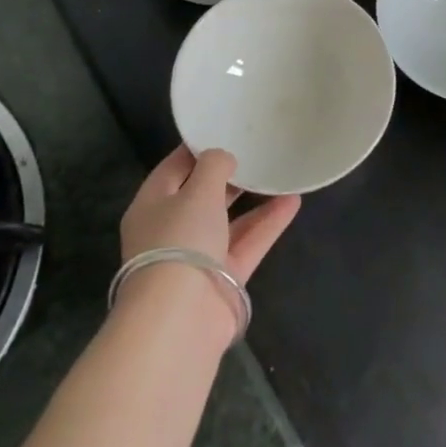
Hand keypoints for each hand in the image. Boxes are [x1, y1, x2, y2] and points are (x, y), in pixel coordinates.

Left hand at [120, 146, 300, 285]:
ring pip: (228, 219)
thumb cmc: (180, 240)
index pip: (175, 167)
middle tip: (257, 148)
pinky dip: (268, 222)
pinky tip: (293, 201)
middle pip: (201, 194)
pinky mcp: (223, 277)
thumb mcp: (197, 190)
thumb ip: (214, 166)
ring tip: (280, 171)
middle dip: (228, 174)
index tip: (227, 128)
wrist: (181, 318)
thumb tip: (224, 159)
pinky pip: (248, 241)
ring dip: (253, 198)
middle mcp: (171, 229)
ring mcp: (198, 255)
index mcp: (152, 205)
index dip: (199, 147)